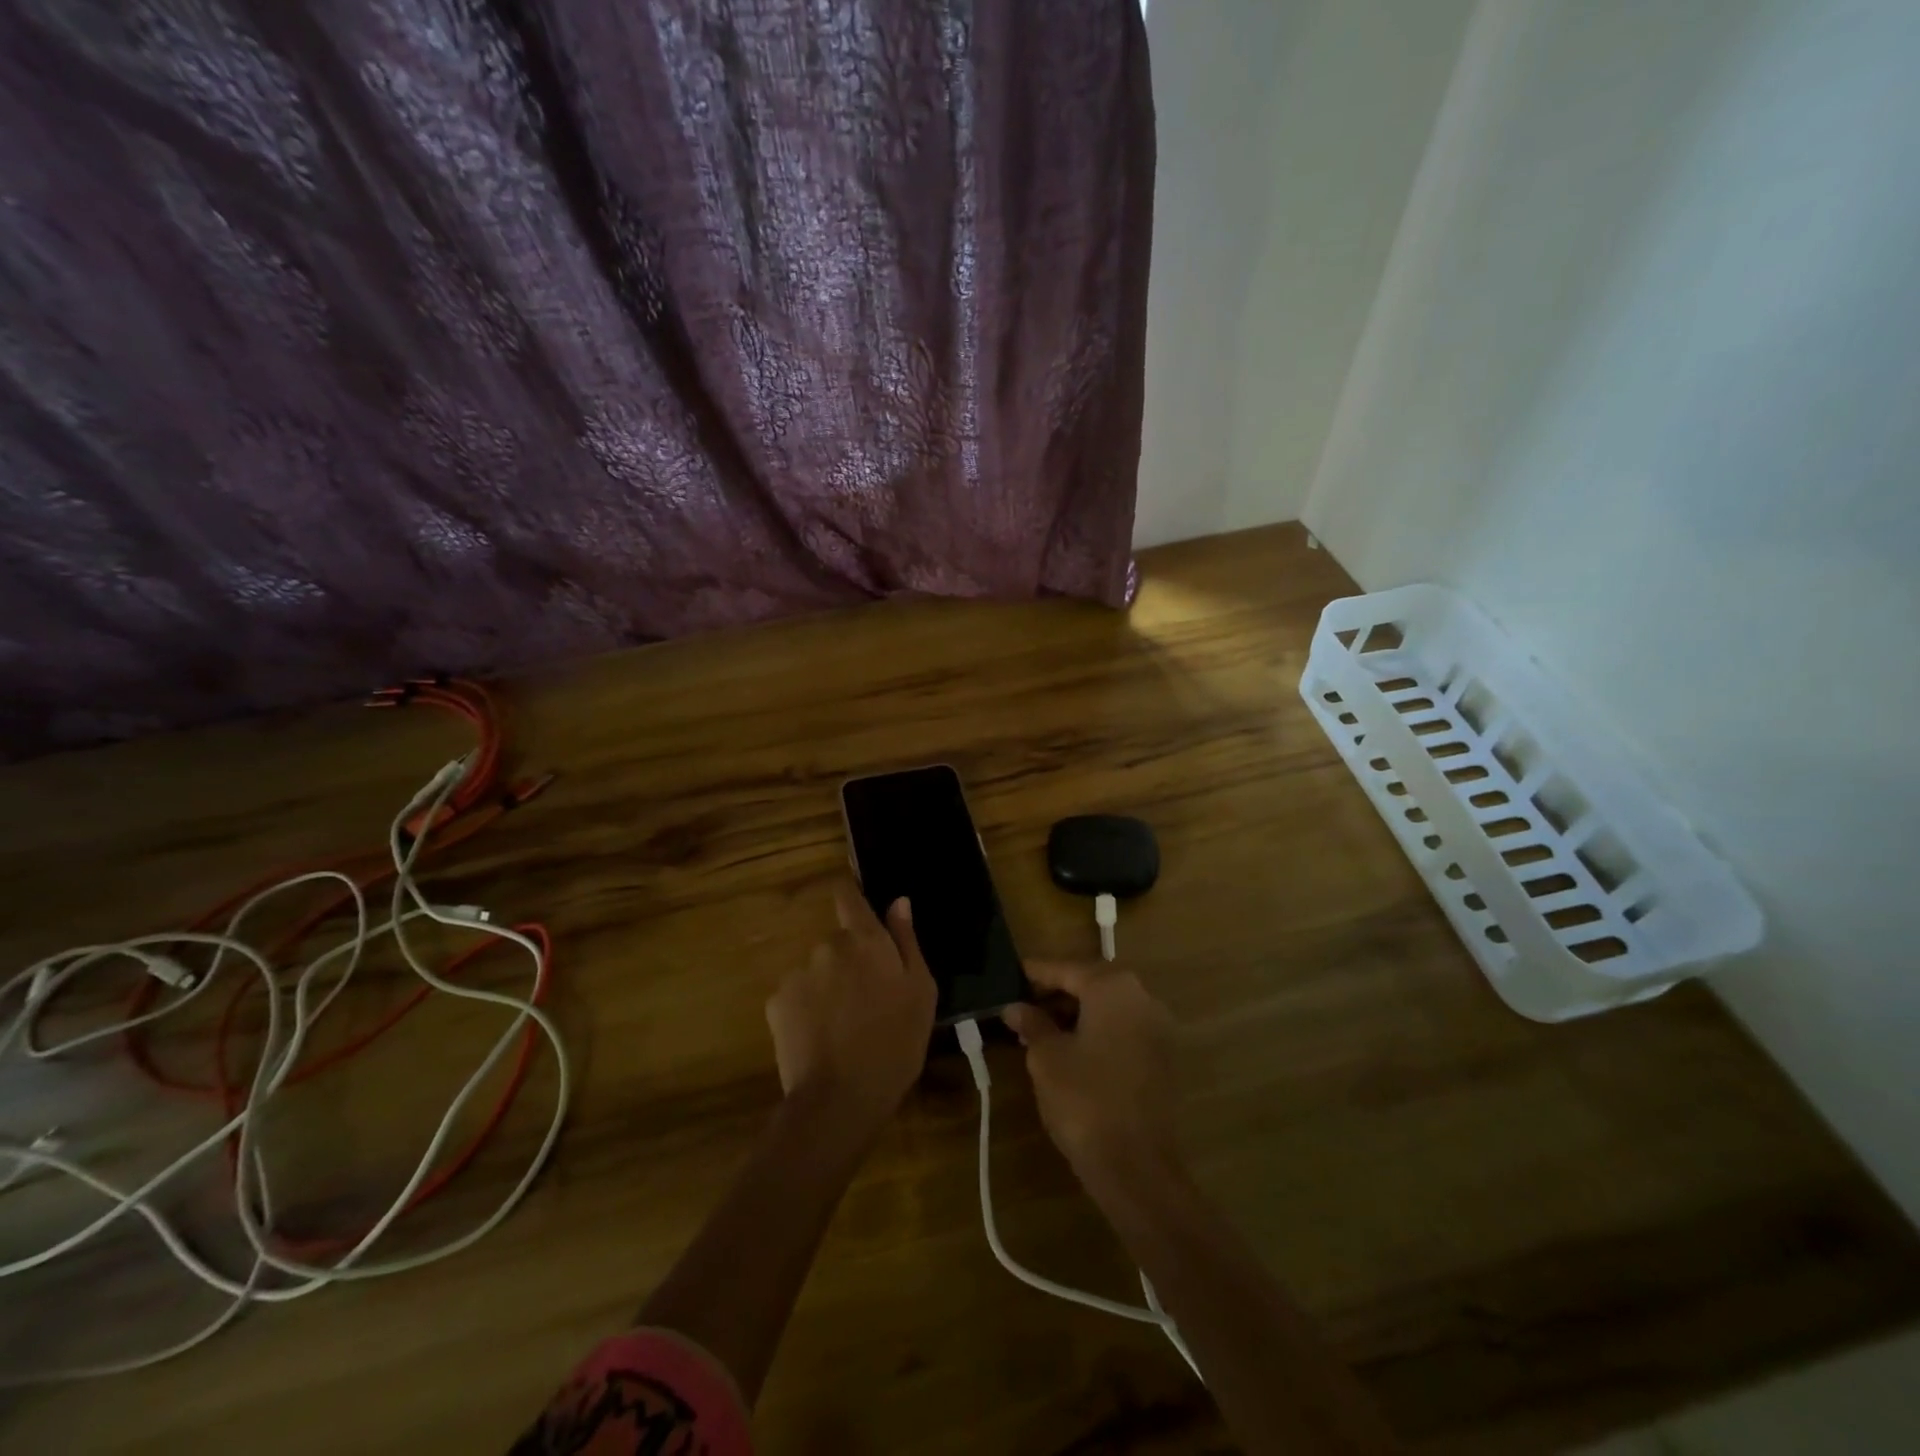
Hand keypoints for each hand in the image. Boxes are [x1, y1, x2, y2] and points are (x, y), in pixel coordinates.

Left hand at [766, 881, 936, 1135]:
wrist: (841, 1097)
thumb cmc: (895, 1043)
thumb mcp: (921, 992)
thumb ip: (907, 941)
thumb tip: (899, 901)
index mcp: (865, 940)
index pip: (848, 895)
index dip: (851, 895)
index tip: (857, 907)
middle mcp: (827, 946)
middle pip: (837, 942)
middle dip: (849, 962)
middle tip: (866, 1001)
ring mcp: (798, 973)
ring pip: (817, 972)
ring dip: (828, 988)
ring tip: (844, 1028)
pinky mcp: (776, 1002)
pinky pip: (797, 997)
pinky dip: (807, 1010)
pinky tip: (820, 1039)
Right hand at [1003, 961, 1181, 1186]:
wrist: (1136, 1166)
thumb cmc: (1084, 1099)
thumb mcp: (1046, 1058)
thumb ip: (1032, 1024)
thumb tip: (1016, 1007)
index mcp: (1113, 988)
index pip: (1066, 969)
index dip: (1036, 973)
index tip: (1011, 974)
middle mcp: (1142, 997)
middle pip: (1091, 984)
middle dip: (1057, 993)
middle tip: (1023, 1005)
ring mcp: (1158, 1028)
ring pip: (1108, 1008)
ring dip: (1077, 1014)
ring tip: (1041, 1029)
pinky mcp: (1163, 1057)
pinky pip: (1123, 1030)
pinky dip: (1097, 1031)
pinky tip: (1071, 1049)